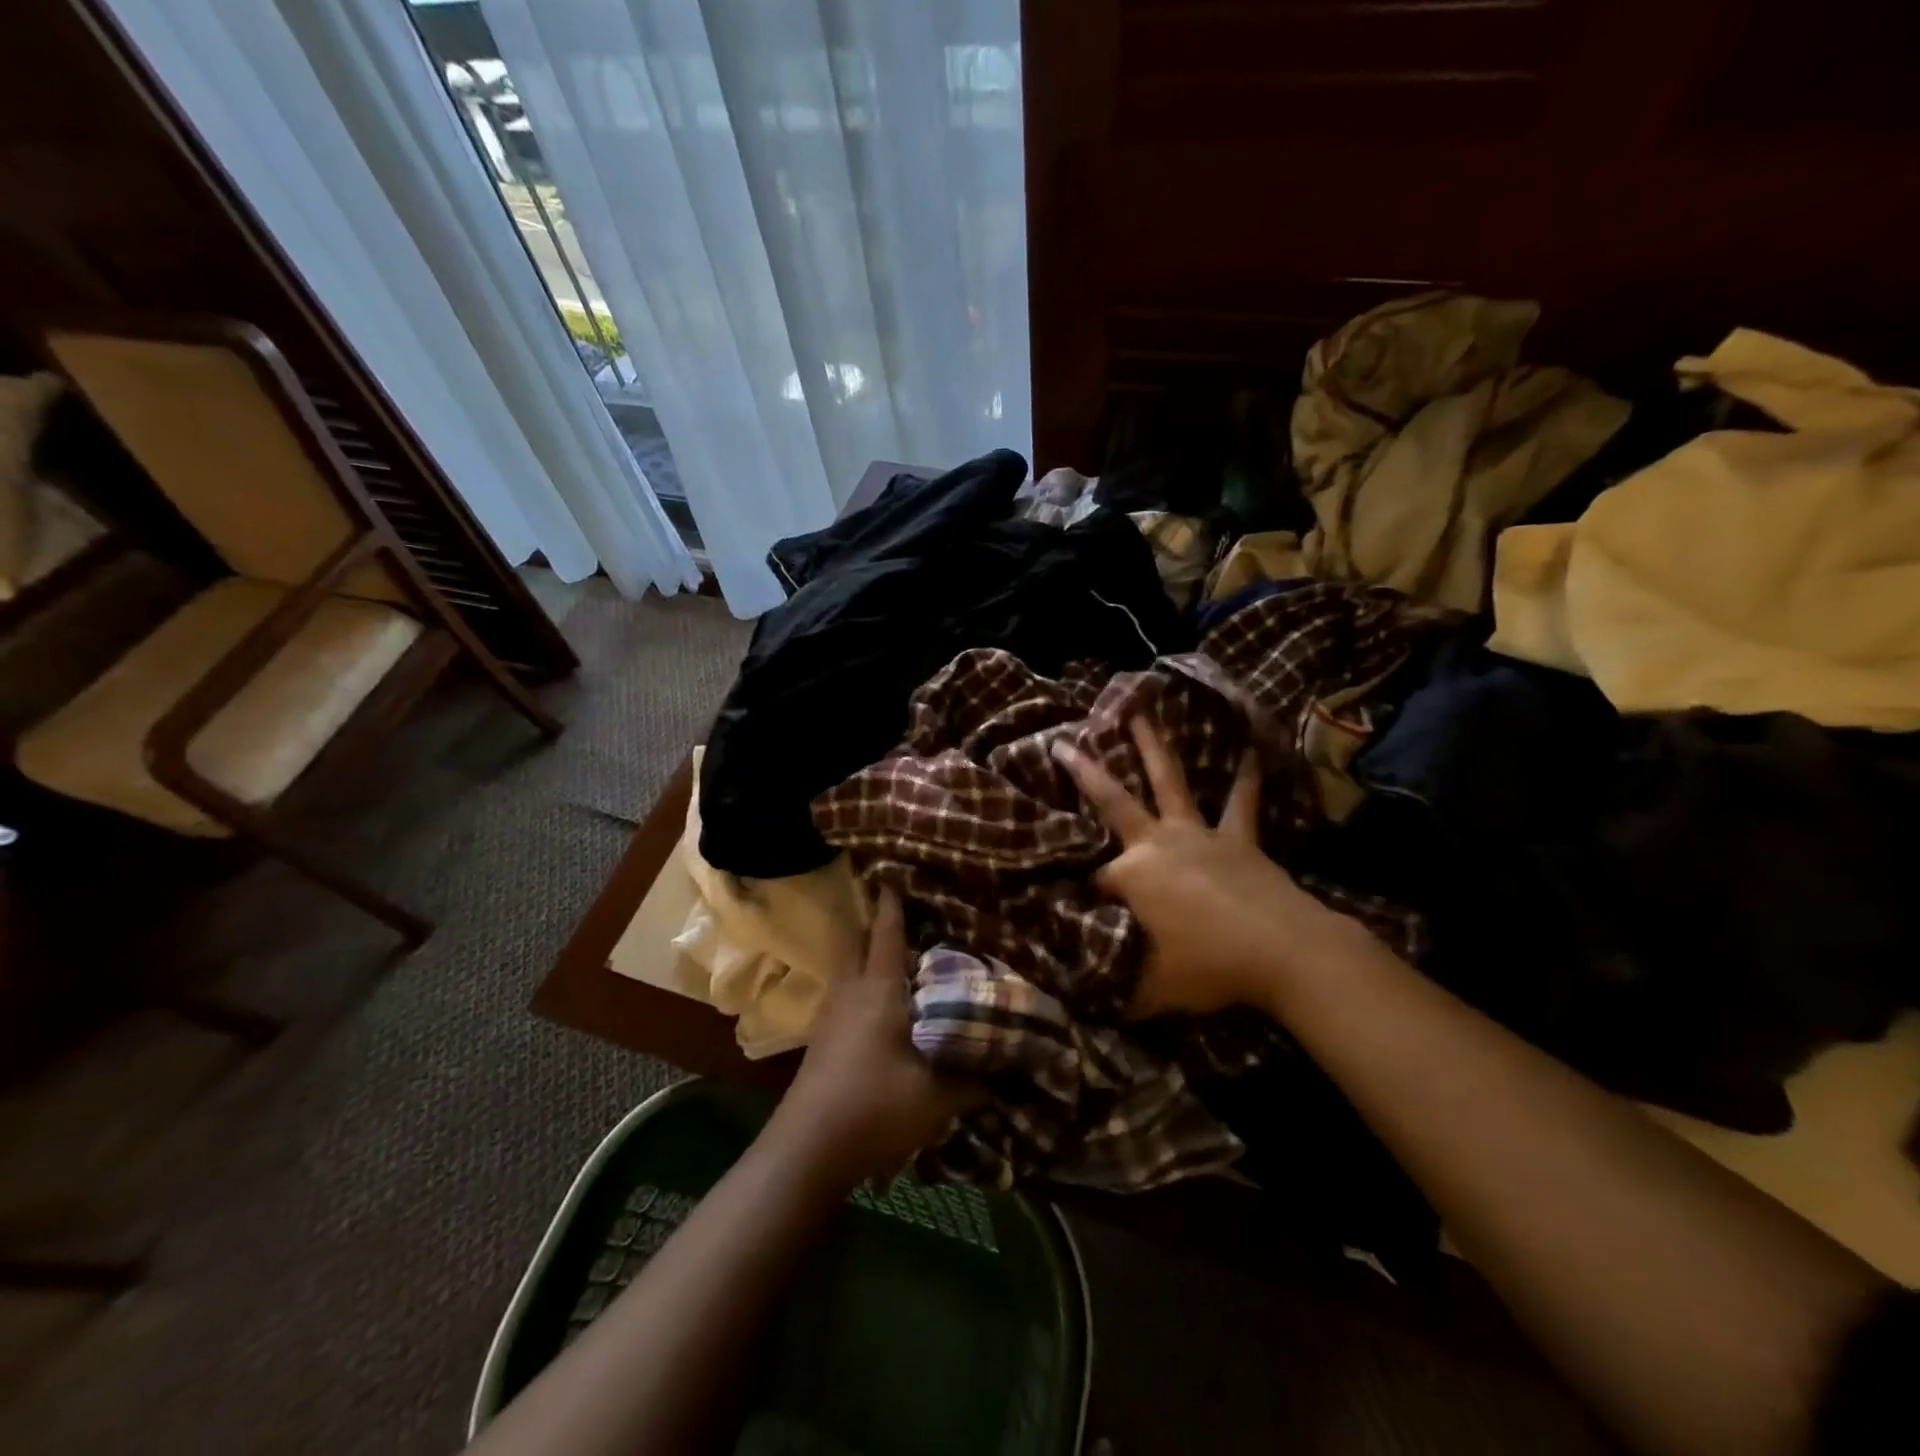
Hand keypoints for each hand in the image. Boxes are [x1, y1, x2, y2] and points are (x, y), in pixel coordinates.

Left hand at [767, 889, 976, 1185]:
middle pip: (861, 943)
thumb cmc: (876, 1106)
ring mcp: (831, 1015)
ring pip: (852, 970)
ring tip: (903, 962)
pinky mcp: (823, 1039)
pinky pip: (847, 994)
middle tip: (909, 917)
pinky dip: (865, 986)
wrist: (808, 1149)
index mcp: (879, 988)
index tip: (895, 873)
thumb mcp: (938, 1096)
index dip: (892, 902)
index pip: (886, 932)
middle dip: (880, 926)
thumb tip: (1008, 1065)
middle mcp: (851, 991)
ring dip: (872, 958)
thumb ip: (976, 1077)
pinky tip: (885, 1008)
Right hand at [1051, 717, 1350, 1017]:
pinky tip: (1252, 750)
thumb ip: (1117, 986)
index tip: (1076, 912)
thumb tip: (1088, 992)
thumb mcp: (1152, 989)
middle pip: (1113, 800)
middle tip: (1062, 741)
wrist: (1284, 951)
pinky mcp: (1239, 838)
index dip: (1082, 898)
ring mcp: (1199, 834)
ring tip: (1142, 712)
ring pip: (1170, 782)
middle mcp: (1157, 842)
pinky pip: (1241, 803)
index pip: (1094, 881)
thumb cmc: (1210, 966)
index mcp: (1131, 875)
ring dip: (1154, 747)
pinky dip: (1245, 778)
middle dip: (1084, 771)